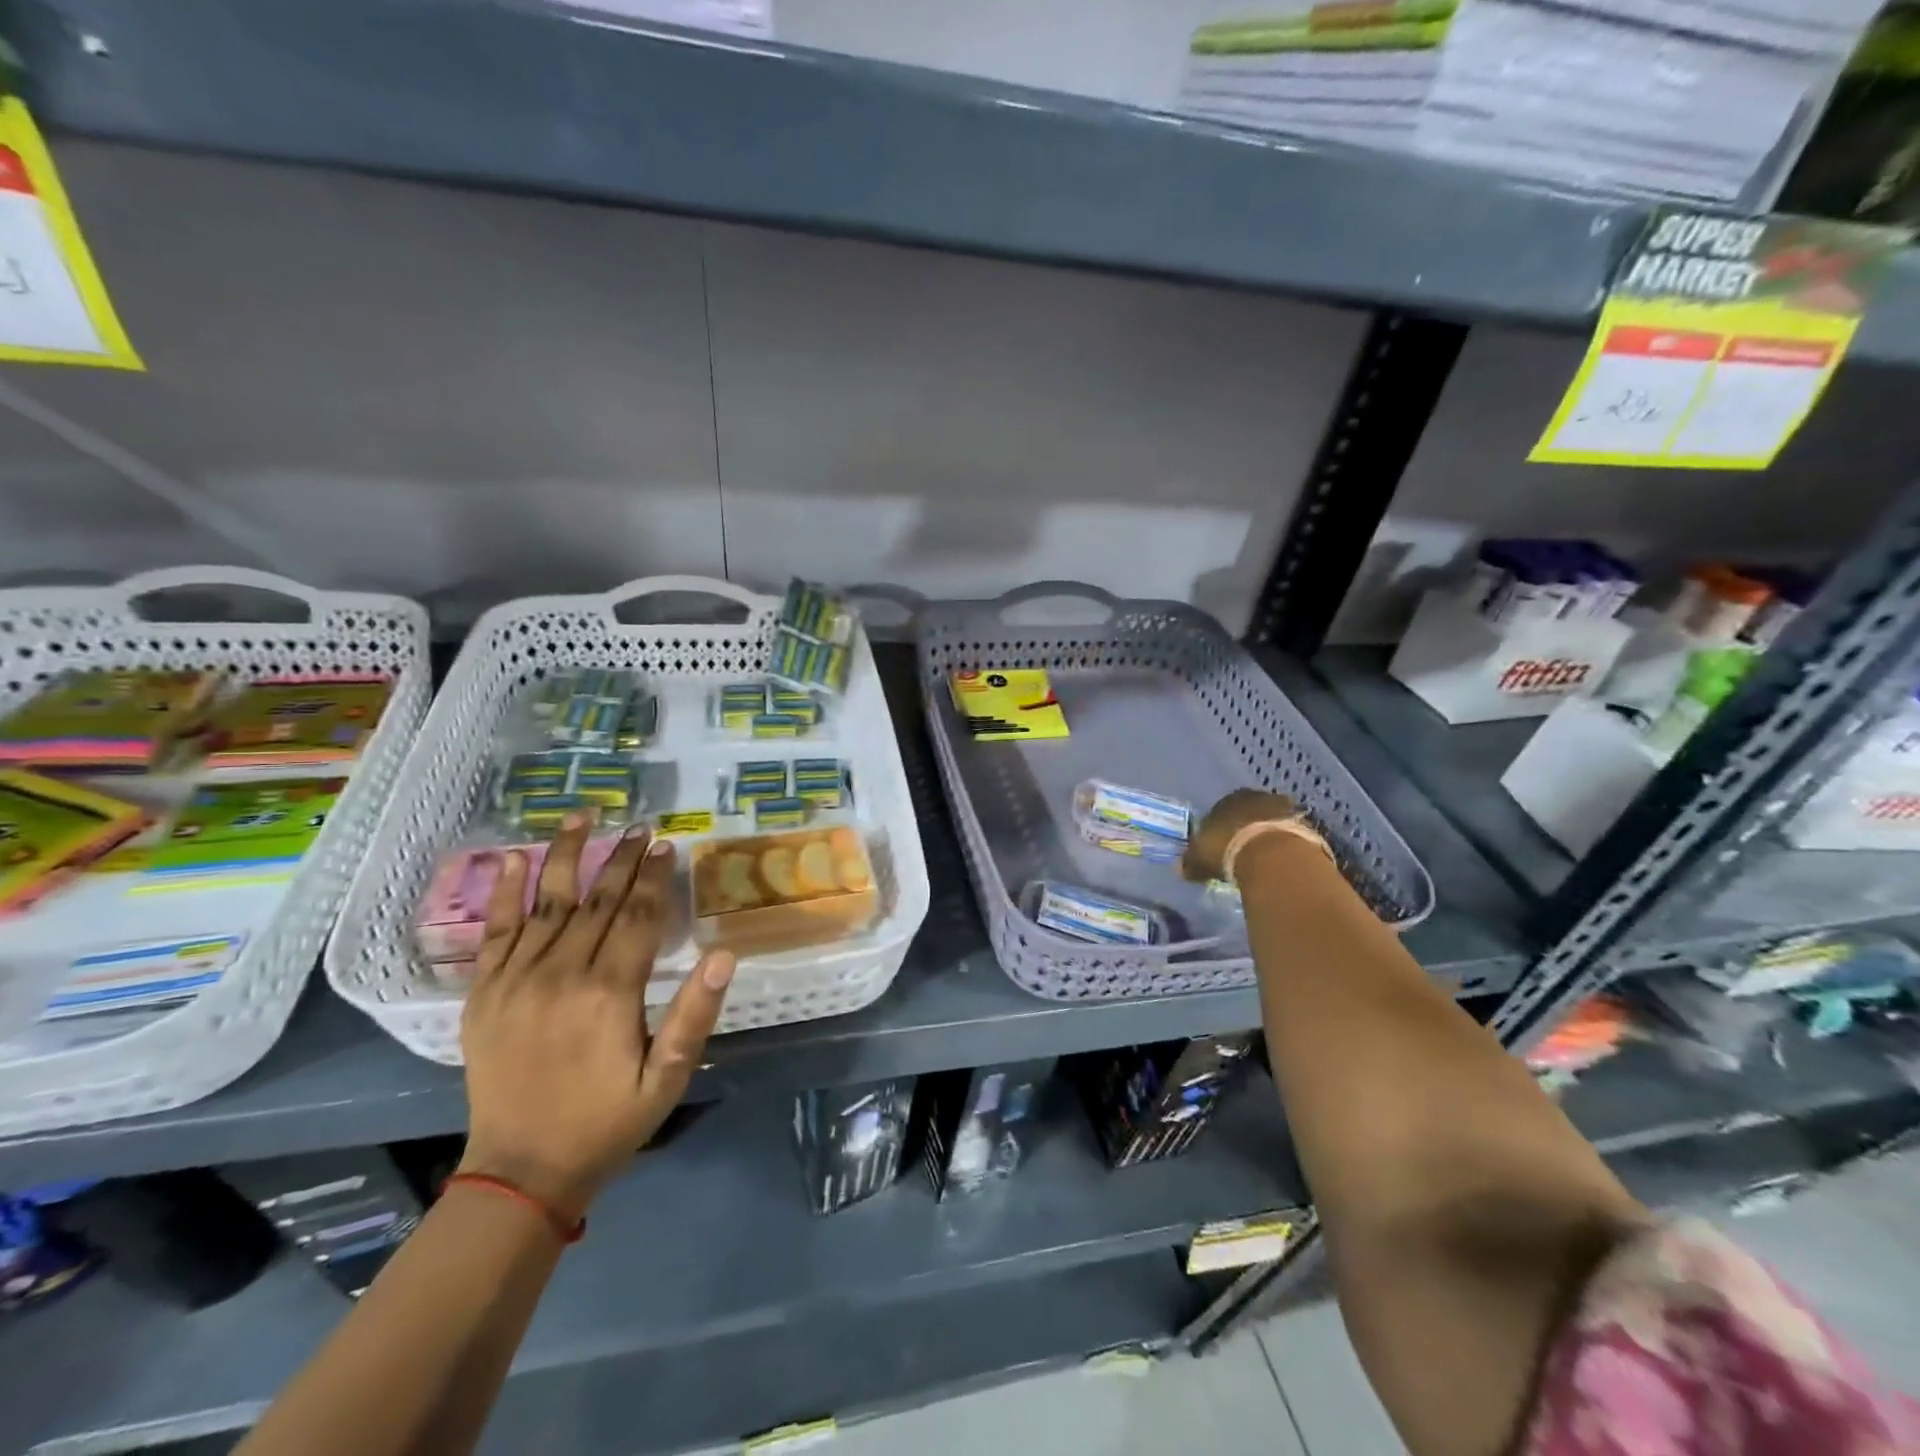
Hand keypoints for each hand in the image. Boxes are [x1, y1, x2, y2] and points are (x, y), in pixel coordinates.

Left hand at [457, 817, 734, 1219]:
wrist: (521, 1171)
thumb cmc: (607, 1122)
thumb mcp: (667, 1078)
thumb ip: (695, 1014)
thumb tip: (725, 956)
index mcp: (609, 993)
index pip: (637, 917)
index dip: (655, 878)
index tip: (667, 845)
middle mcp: (561, 974)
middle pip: (598, 901)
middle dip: (622, 860)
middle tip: (641, 827)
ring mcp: (516, 981)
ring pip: (548, 902)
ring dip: (568, 855)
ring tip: (584, 817)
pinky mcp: (484, 993)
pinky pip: (496, 931)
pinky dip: (506, 891)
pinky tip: (513, 857)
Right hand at [1183, 789, 1308, 883]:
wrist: (1273, 856)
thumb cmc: (1227, 849)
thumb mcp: (1199, 858)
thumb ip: (1191, 861)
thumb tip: (1182, 868)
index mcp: (1229, 798)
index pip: (1221, 809)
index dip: (1219, 828)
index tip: (1218, 846)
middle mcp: (1257, 797)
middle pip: (1249, 813)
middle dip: (1245, 829)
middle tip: (1241, 852)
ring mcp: (1286, 809)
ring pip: (1272, 822)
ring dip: (1268, 837)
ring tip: (1262, 861)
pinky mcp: (1307, 826)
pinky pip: (1290, 836)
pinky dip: (1284, 848)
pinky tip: (1280, 864)